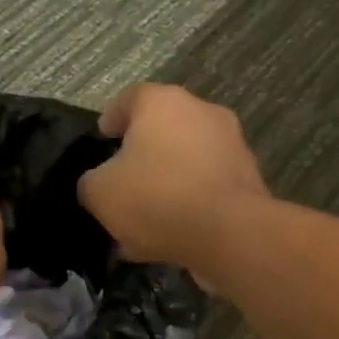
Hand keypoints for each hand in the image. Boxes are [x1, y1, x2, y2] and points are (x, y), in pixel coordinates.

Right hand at [77, 83, 269, 272]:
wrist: (230, 233)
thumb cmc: (157, 199)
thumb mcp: (100, 193)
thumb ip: (91, 183)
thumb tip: (98, 184)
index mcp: (162, 102)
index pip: (129, 99)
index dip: (111, 119)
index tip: (102, 138)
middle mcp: (202, 113)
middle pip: (163, 131)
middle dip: (141, 157)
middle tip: (123, 184)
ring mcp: (231, 146)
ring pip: (186, 164)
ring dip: (166, 187)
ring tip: (144, 223)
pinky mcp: (248, 180)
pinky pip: (207, 191)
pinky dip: (189, 207)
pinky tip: (171, 239)